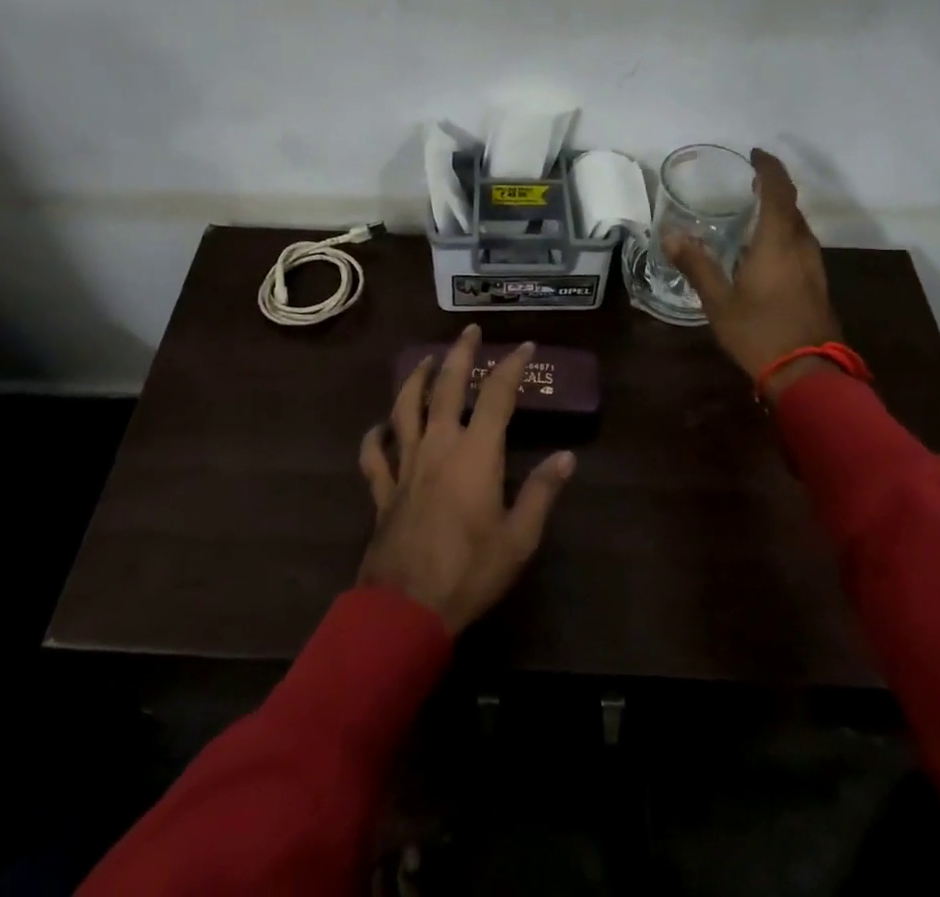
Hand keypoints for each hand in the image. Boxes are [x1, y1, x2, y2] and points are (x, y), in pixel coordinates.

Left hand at [357, 325, 575, 633]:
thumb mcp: (519, 538)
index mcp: (475, 454)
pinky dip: (375, 436)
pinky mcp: (383, 488)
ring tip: (427, 360)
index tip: (524, 346)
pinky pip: (373, 454)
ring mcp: (405, 464)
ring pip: (405, 407)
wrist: (406, 608)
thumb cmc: (470, 572)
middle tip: (469, 330)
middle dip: (460, 354)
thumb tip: (566, 456)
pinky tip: (379, 427)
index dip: (512, 367)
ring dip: (416, 379)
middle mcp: (438, 446)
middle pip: (448, 387)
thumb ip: (542, 493)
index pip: (498, 396)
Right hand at [666, 148, 843, 398]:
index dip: (769, 168)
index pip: (779, 191)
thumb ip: (697, 265)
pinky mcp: (818, 286)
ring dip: (780, 215)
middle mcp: (802, 247)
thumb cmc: (760, 332)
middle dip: (773, 191)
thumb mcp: (718, 301)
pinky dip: (784, 236)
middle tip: (748, 186)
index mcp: (778, 242)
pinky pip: (801, 247)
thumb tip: (671, 235)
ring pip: (799, 229)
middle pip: (792, 207)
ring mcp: (815, 268)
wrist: (809, 376)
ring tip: (754, 215)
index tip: (755, 154)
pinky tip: (766, 253)